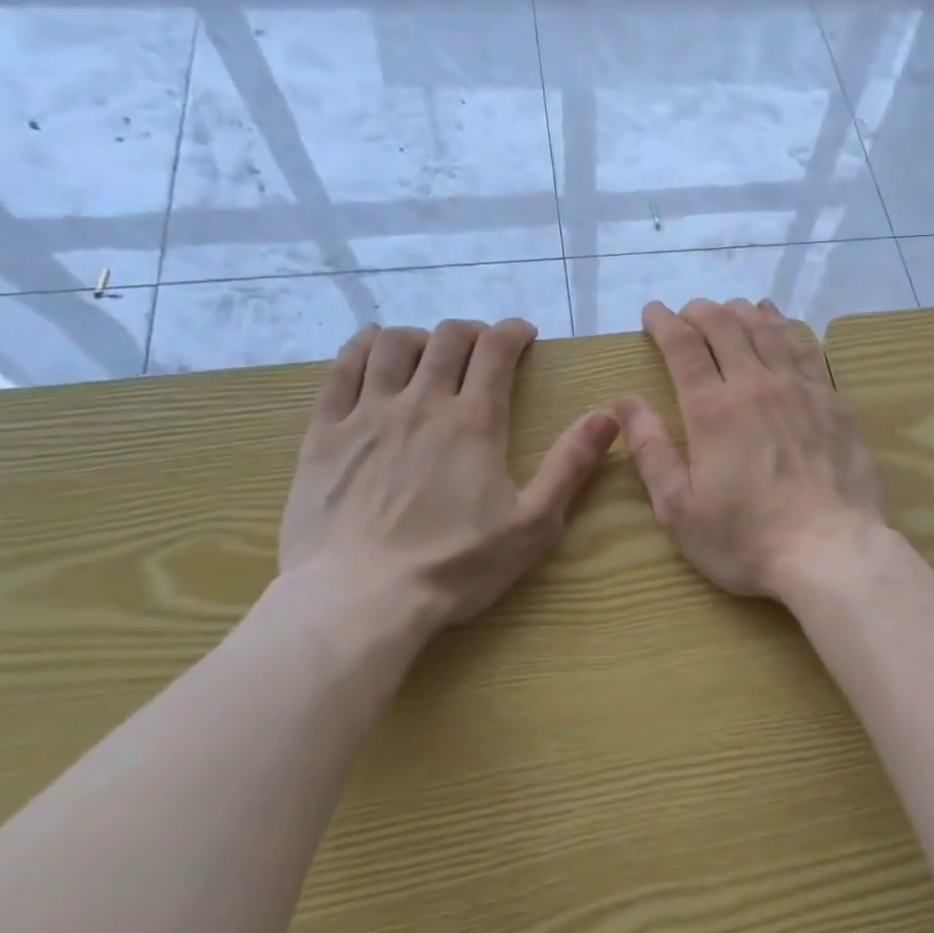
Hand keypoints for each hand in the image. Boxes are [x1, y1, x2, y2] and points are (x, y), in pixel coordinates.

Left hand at [279, 319, 618, 634]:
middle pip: (447, 339)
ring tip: (430, 350)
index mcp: (474, 422)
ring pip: (392, 346)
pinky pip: (340, 370)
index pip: (496, 350)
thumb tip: (609, 416)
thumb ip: (571, 465)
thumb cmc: (455, 565)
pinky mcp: (324, 434)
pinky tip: (372, 346)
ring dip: (420, 336)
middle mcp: (422, 403)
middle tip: (483, 348)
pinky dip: (361, 347)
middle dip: (472, 332)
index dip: (514, 332)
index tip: (524, 335)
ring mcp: (367, 415)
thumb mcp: (532, 524)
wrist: (359, 599)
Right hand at [615, 299, 886, 599]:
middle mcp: (756, 385)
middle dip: (701, 311)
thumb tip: (625, 402)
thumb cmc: (746, 539)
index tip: (652, 312)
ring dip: (743, 312)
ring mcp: (800, 389)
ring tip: (730, 309)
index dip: (664, 322)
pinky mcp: (833, 401)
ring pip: (768, 329)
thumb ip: (651, 451)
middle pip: (726, 326)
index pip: (683, 347)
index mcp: (712, 410)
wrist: (831, 551)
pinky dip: (786, 327)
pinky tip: (781, 324)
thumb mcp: (679, 509)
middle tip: (688, 313)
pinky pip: (807, 348)